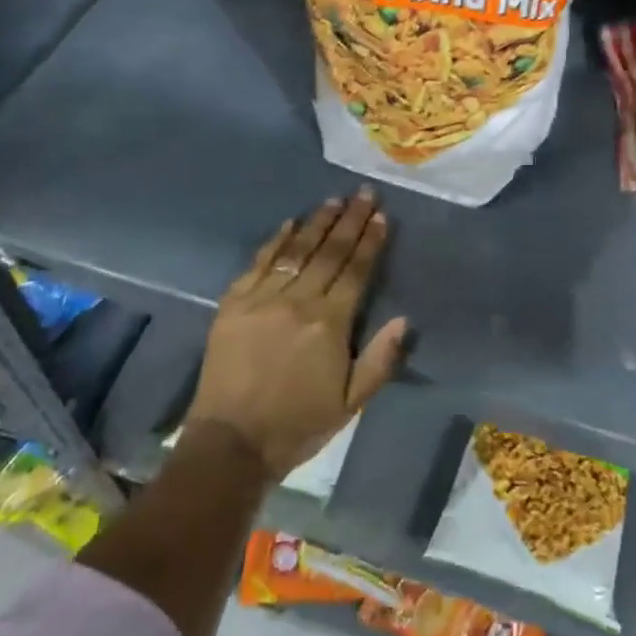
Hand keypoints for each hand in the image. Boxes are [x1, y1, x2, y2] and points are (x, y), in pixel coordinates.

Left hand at [185, 190, 408, 480]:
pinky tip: (289, 223)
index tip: (381, 216)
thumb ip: (380, 359)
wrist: (231, 442)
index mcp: (329, 324)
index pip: (355, 271)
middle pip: (329, 252)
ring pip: (296, 250)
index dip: (370, 241)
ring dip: (317, 222)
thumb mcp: (351, 403)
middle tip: (363, 193)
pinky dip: (275, 240)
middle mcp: (298, 301)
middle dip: (349, 220)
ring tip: (333, 199)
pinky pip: (259, 262)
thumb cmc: (298, 425)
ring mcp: (262, 298)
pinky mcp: (233, 302)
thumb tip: (403, 319)